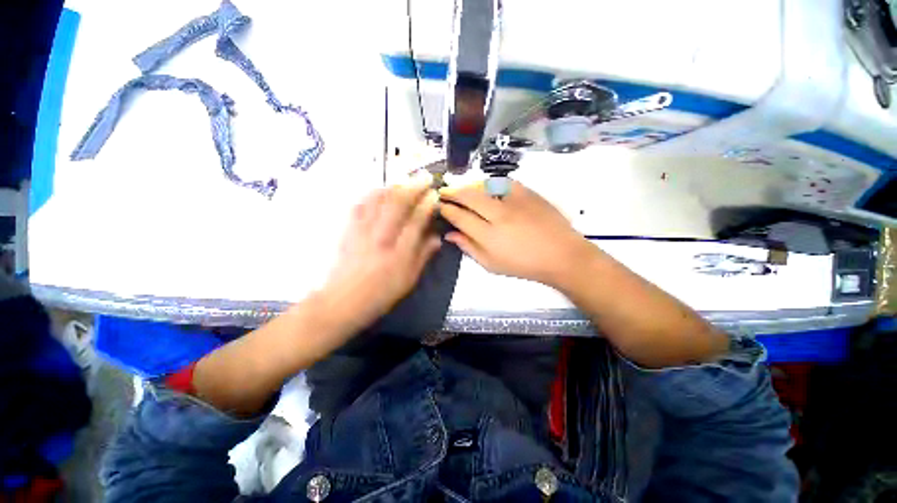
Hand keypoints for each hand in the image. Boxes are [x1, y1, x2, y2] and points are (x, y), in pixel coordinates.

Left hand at [321, 178, 441, 331]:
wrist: (343, 301)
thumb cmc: (381, 294)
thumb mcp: (409, 280)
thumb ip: (423, 256)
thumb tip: (436, 238)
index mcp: (400, 252)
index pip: (416, 220)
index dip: (427, 204)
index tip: (434, 195)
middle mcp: (382, 237)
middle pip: (398, 203)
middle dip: (413, 187)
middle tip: (424, 177)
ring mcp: (363, 230)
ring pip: (379, 199)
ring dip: (394, 186)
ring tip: (404, 181)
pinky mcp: (349, 229)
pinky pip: (360, 204)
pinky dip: (372, 194)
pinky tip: (379, 191)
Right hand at [439, 180, 592, 287]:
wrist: (561, 255)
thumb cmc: (523, 265)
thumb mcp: (491, 264)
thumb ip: (468, 248)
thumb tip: (449, 234)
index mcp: (489, 236)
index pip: (460, 217)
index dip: (447, 209)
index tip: (440, 206)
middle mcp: (499, 215)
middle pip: (468, 196)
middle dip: (452, 192)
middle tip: (444, 191)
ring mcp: (515, 201)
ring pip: (483, 185)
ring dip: (469, 186)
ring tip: (463, 189)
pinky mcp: (528, 193)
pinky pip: (503, 181)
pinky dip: (491, 183)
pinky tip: (487, 187)